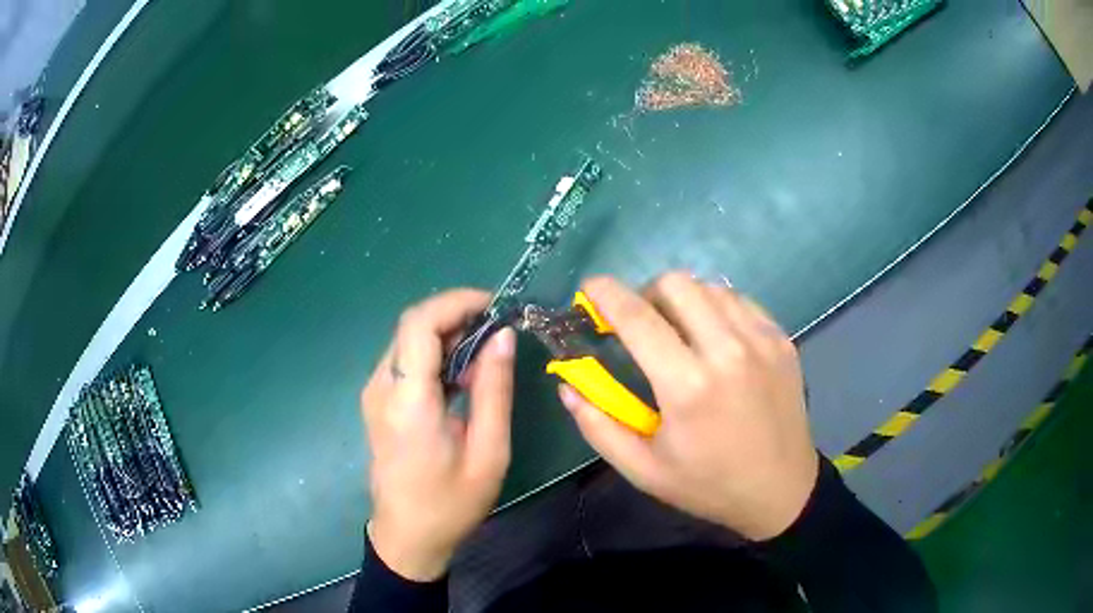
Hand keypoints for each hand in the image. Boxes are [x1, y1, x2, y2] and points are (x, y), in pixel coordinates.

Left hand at [362, 289, 515, 580]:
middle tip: (498, 329)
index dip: (456, 302)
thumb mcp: (488, 451)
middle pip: (412, 326)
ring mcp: (374, 393)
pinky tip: (462, 373)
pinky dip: (434, 353)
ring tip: (486, 351)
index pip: (419, 324)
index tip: (495, 305)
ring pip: (407, 340)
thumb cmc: (451, 502)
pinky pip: (404, 360)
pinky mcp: (376, 401)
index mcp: (408, 401)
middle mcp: (382, 388)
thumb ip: (494, 389)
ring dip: (446, 334)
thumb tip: (504, 335)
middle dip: (456, 315)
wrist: (408, 536)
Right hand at [559, 273, 817, 540]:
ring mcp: (761, 341)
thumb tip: (567, 383)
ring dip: (684, 301)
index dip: (605, 293)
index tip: (589, 289)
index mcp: (687, 386)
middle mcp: (727, 351)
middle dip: (647, 294)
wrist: (781, 491)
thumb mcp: (643, 469)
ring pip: (710, 287)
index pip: (637, 316)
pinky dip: (717, 308)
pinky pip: (740, 301)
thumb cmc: (708, 485)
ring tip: (680, 333)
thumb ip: (597, 425)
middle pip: (676, 284)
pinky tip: (716, 339)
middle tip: (641, 324)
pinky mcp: (782, 340)